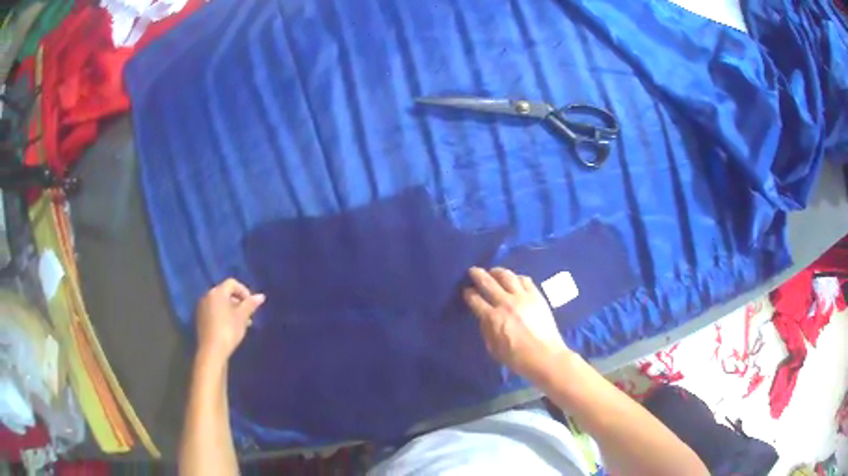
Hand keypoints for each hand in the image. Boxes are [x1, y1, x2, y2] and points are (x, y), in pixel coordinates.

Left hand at [195, 278, 264, 364]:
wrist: (212, 351)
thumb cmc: (228, 330)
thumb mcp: (242, 317)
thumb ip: (250, 304)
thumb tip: (261, 296)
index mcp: (217, 292)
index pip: (232, 283)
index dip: (244, 291)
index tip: (252, 305)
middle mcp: (207, 296)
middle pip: (225, 293)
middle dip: (238, 302)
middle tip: (248, 315)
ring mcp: (202, 307)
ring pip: (220, 303)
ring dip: (232, 310)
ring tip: (242, 324)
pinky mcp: (200, 319)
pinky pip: (214, 311)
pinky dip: (223, 315)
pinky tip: (230, 328)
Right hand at [463, 267, 570, 381]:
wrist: (545, 356)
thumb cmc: (517, 358)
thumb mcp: (493, 349)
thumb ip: (486, 330)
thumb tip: (483, 317)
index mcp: (493, 318)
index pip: (475, 299)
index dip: (468, 293)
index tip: (466, 291)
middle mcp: (506, 303)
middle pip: (488, 282)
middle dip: (477, 274)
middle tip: (473, 270)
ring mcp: (523, 297)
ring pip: (507, 276)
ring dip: (497, 272)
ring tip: (493, 272)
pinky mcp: (536, 296)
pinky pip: (525, 280)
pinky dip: (516, 277)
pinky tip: (514, 280)